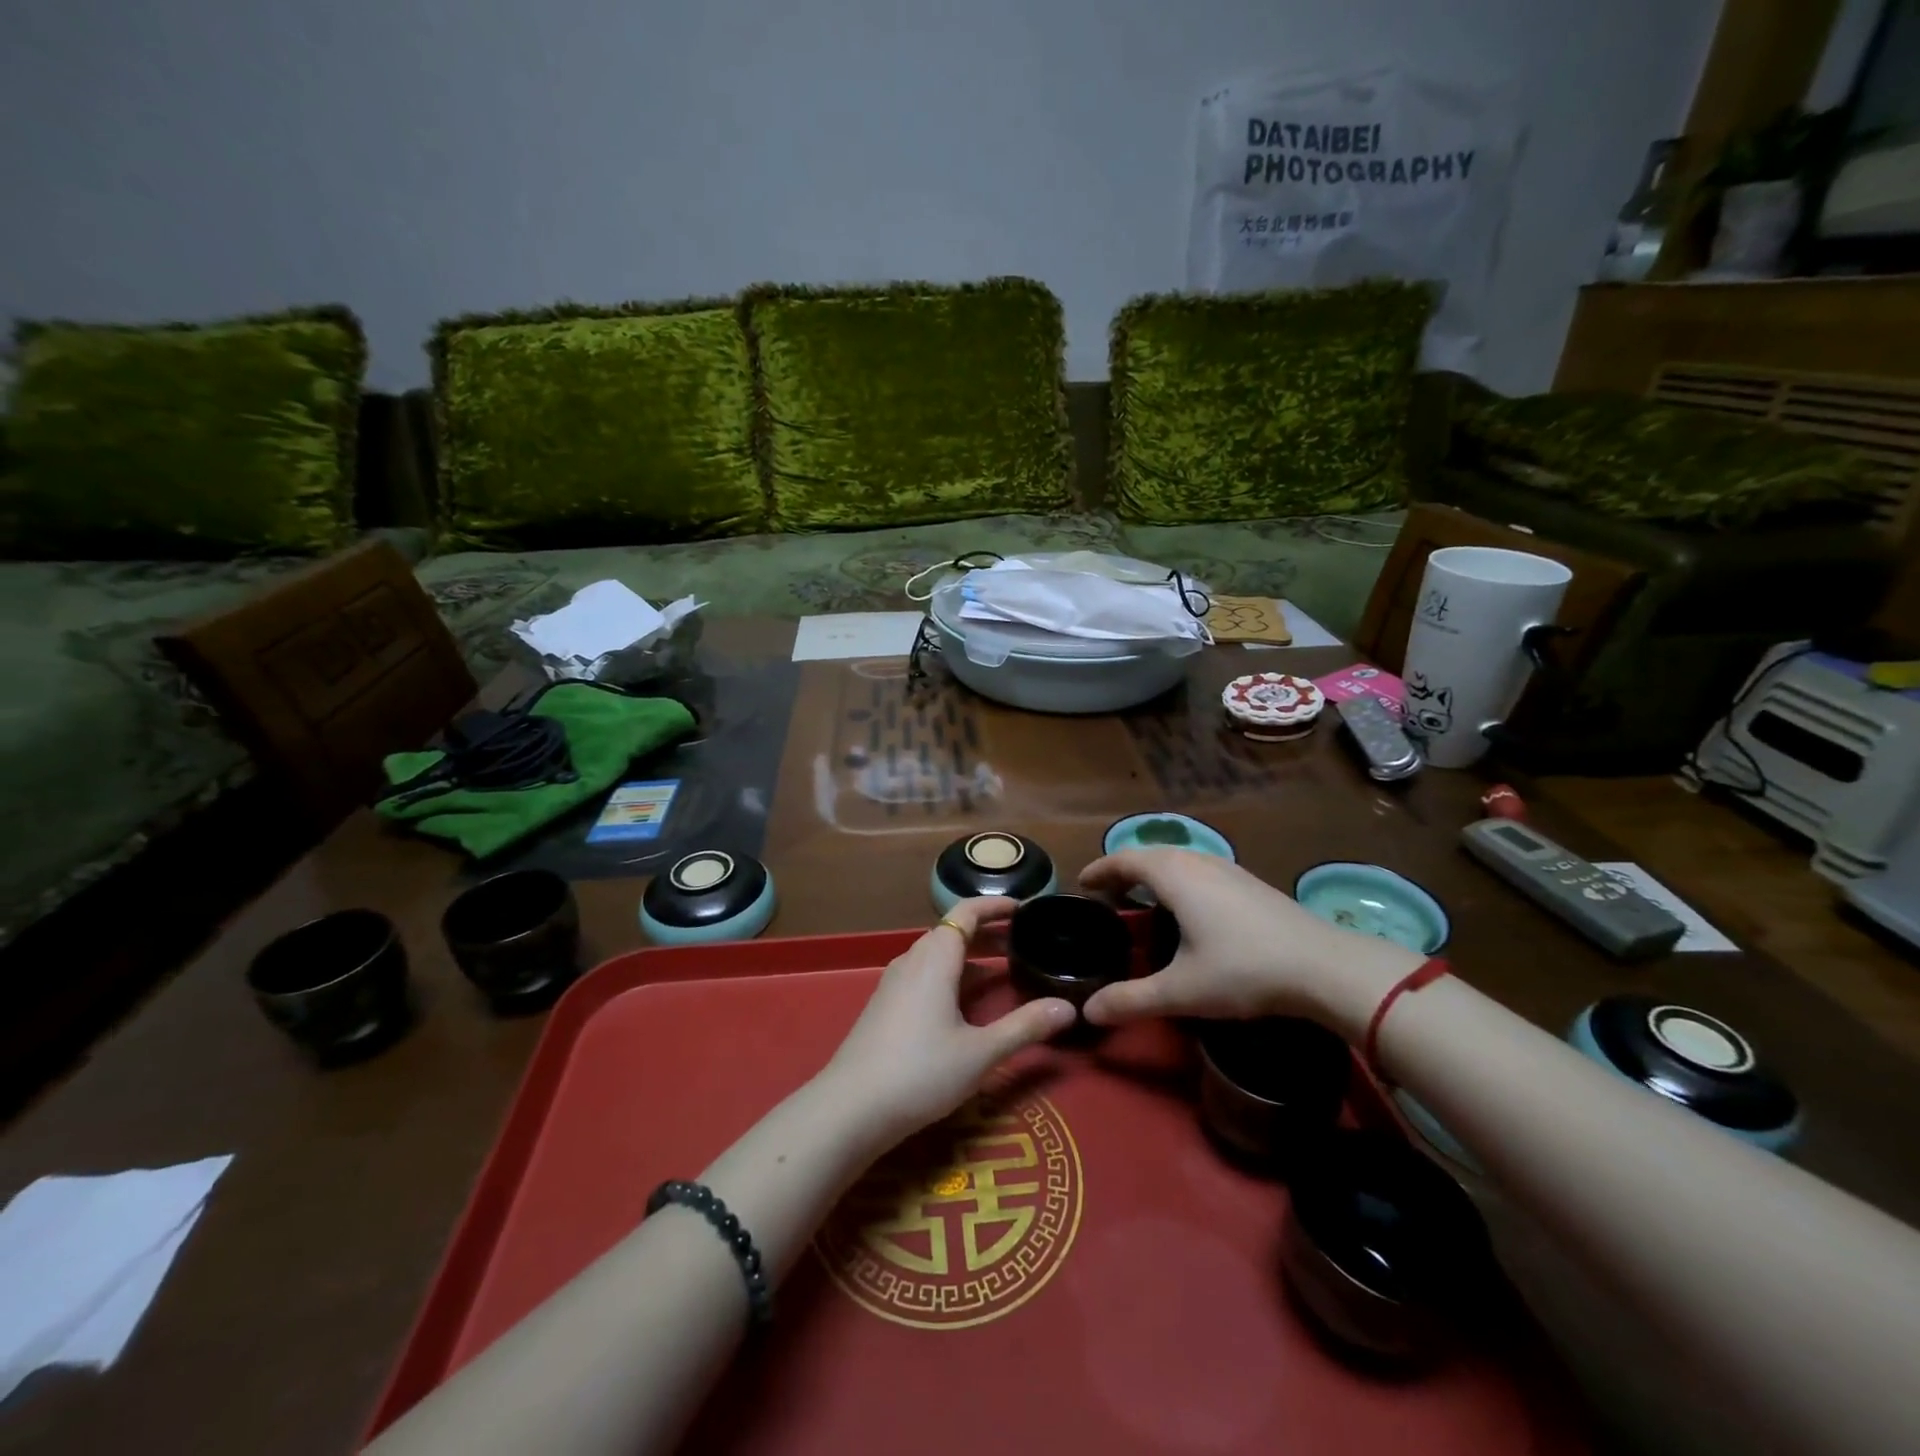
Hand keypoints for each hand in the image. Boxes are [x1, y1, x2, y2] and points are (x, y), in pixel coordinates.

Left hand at [823, 896, 1074, 1144]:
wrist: (850, 1108)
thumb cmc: (920, 1071)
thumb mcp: (981, 1052)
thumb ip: (1025, 1027)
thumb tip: (1069, 1008)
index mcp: (935, 958)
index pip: (966, 913)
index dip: (995, 906)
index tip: (1024, 908)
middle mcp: (912, 960)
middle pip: (952, 933)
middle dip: (988, 934)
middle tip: (1023, 943)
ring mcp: (894, 983)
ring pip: (937, 956)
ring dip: (970, 957)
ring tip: (1002, 972)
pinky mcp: (885, 1006)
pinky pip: (924, 975)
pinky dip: (951, 976)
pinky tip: (965, 1005)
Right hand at [1077, 849, 1421, 1036]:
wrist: (1324, 966)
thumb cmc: (1243, 970)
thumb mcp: (1182, 990)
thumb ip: (1131, 1000)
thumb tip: (1087, 1012)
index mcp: (1173, 875)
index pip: (1124, 860)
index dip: (1100, 870)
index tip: (1082, 884)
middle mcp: (1197, 861)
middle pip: (1149, 854)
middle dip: (1123, 870)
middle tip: (1106, 894)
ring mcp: (1227, 868)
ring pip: (1178, 859)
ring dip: (1152, 872)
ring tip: (1141, 897)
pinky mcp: (1249, 881)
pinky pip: (1198, 868)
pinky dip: (1178, 878)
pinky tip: (1188, 906)